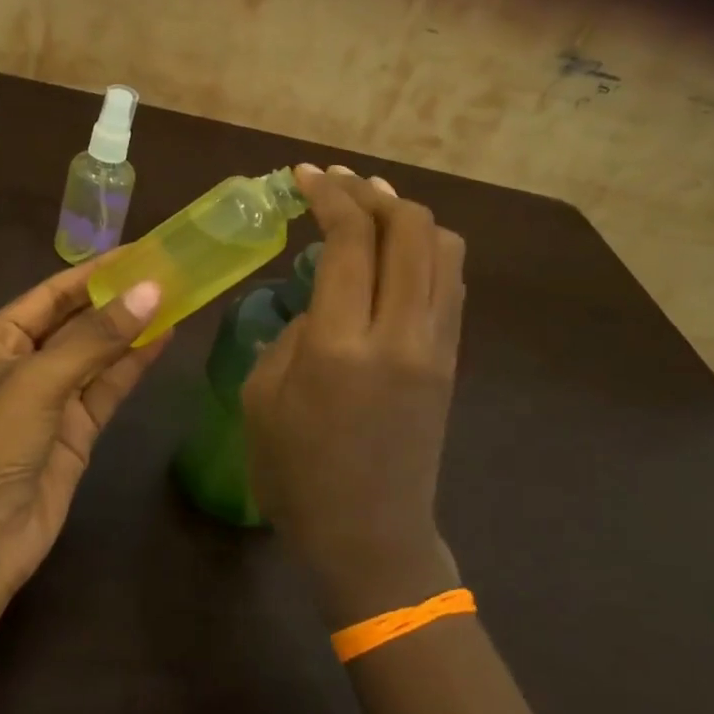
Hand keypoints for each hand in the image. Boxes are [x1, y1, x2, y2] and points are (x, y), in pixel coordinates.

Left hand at [0, 263, 170, 601]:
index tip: (140, 251)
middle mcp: (23, 364)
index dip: (95, 272)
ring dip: (132, 330)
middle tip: (168, 272)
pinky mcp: (76, 432)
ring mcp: (51, 400)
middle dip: (118, 300)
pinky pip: (108, 388)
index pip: (52, 294)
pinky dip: (134, 365)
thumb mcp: (39, 380)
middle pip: (77, 322)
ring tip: (176, 298)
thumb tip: (152, 290)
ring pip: (98, 354)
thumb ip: (97, 337)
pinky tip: (164, 339)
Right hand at [243, 165, 466, 626]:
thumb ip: (293, 332)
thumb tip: (323, 298)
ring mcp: (436, 345)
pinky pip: (450, 282)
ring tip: (370, 207)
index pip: (349, 239)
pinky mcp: (451, 360)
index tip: (303, 175)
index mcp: (341, 345)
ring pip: (443, 247)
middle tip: (336, 184)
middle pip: (409, 227)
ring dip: (407, 214)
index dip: (328, 194)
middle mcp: (400, 333)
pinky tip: (395, 252)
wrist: (371, 538)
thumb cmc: (297, 476)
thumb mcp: (262, 397)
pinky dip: (426, 249)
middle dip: (370, 192)